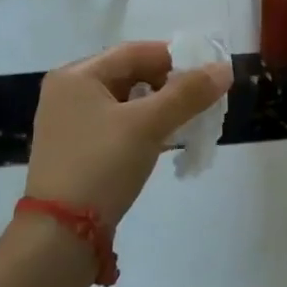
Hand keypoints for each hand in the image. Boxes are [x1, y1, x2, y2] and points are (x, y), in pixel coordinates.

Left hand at [25, 42, 232, 227]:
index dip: (174, 57)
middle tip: (201, 99)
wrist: (61, 235)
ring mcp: (70, 122)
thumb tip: (225, 69)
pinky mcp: (77, 149)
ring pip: (126, 102)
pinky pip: (118, 125)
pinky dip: (144, 127)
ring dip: (160, 107)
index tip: (207, 71)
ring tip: (190, 121)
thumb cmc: (101, 165)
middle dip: (169, 85)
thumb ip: (188, 94)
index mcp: (77, 75)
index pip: (134, 52)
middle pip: (130, 74)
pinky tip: (167, 140)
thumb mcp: (148, 125)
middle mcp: (69, 92)